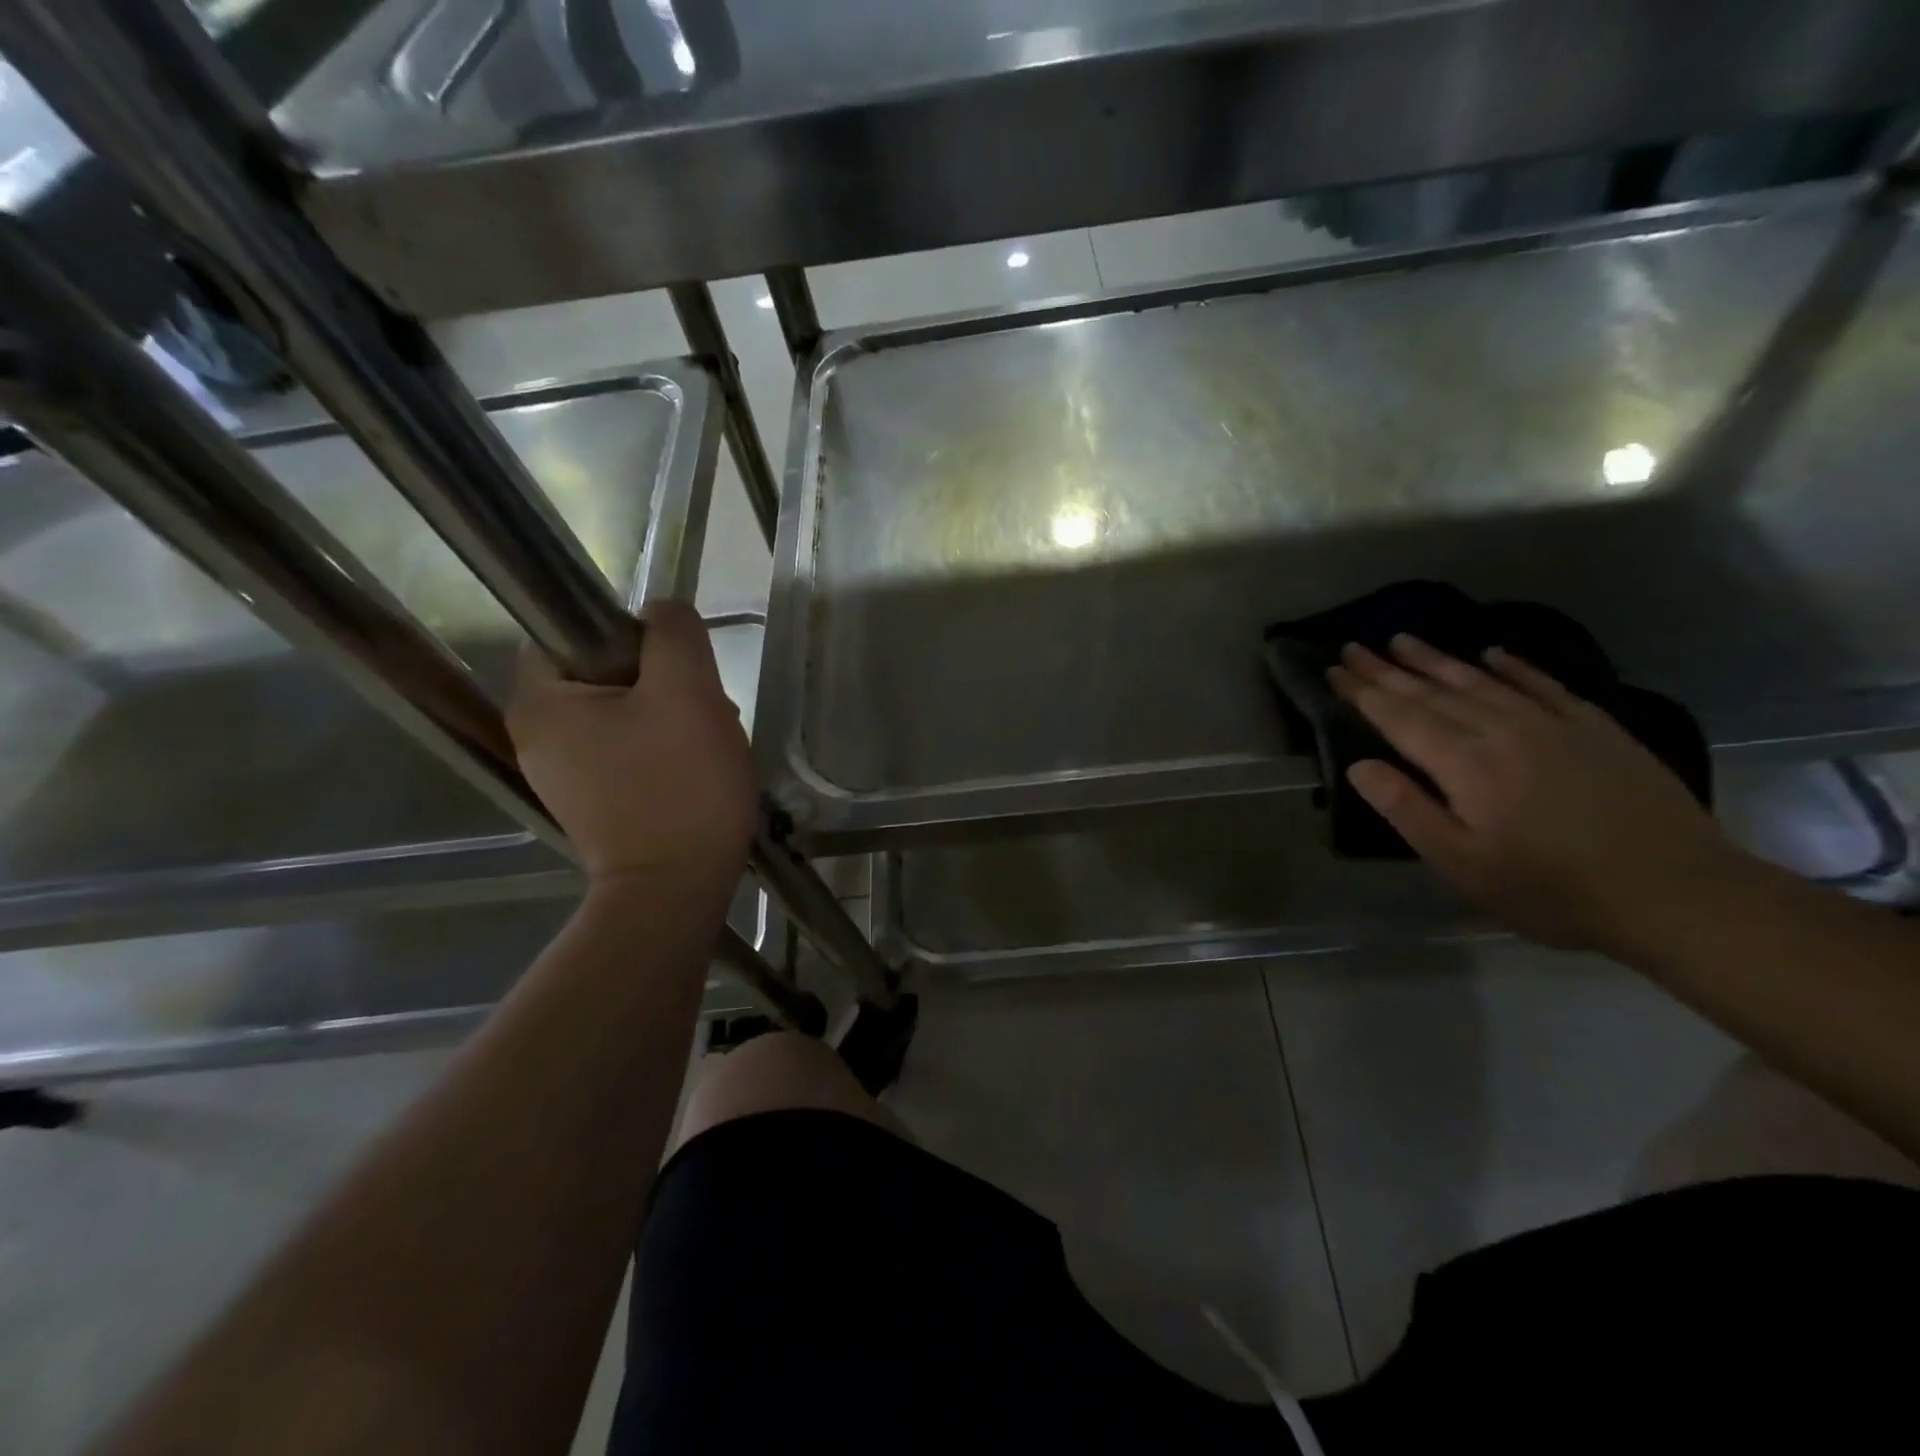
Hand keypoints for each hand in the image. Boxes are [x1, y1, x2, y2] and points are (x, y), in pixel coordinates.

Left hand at [507, 601, 755, 891]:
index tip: (677, 669)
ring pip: (624, 712)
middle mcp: (538, 736)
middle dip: (662, 681)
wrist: (676, 891)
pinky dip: (664, 749)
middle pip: (604, 672)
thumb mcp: (687, 693)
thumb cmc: (679, 787)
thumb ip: (674, 634)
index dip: (631, 636)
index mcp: (540, 702)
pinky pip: (630, 749)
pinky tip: (696, 770)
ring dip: (671, 715)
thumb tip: (663, 612)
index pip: (572, 631)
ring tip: (710, 742)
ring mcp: (564, 774)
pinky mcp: (595, 801)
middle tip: (705, 710)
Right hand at [1328, 634, 1745, 954]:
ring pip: (1481, 680)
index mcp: (1463, 763)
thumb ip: (1408, 810)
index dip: (1363, 692)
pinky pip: (1543, 684)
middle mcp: (1501, 729)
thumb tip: (1360, 766)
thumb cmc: (1551, 889)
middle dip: (1387, 669)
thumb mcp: (1462, 864)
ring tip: (1403, 639)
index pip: (1399, 716)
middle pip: (1432, 691)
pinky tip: (1493, 652)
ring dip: (1437, 659)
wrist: (1678, 892)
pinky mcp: (1596, 728)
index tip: (1334, 669)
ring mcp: (1552, 724)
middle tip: (1354, 646)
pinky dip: (1513, 665)